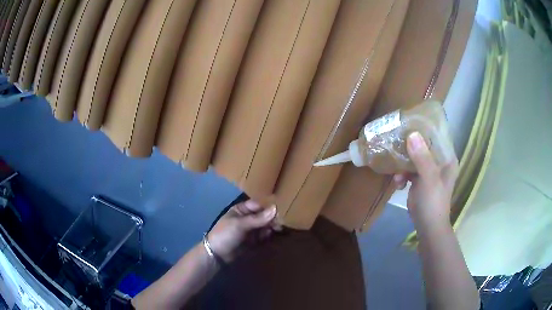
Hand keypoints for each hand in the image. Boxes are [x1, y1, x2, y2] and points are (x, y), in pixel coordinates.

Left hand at [207, 200, 278, 261]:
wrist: (217, 255)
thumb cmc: (225, 234)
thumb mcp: (240, 224)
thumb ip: (258, 218)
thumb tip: (275, 208)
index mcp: (241, 210)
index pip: (258, 205)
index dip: (268, 209)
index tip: (277, 214)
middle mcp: (247, 218)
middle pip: (263, 215)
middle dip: (271, 219)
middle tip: (279, 225)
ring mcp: (250, 229)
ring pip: (265, 225)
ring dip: (271, 227)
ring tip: (276, 231)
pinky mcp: (253, 240)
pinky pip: (264, 235)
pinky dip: (268, 235)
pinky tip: (271, 236)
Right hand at [393, 132, 457, 228]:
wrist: (427, 227)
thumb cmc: (433, 203)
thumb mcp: (429, 179)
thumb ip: (422, 158)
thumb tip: (412, 134)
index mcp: (447, 159)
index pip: (436, 136)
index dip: (424, 129)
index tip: (408, 123)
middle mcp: (439, 162)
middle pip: (423, 146)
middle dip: (409, 147)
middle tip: (396, 144)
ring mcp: (429, 171)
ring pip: (414, 158)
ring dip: (403, 164)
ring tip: (397, 175)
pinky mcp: (420, 180)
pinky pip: (409, 170)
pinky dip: (402, 175)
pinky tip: (398, 183)